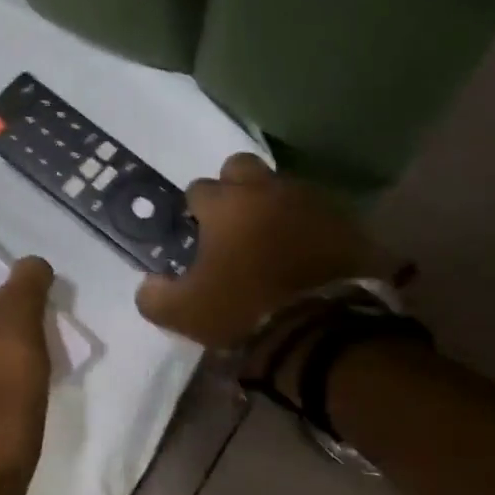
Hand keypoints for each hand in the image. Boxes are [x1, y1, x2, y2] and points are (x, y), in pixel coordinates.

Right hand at [137, 154, 392, 348]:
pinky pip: (317, 212)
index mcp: (224, 205)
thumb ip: (155, 295)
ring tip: (272, 241)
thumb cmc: (244, 310)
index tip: (198, 237)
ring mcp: (309, 200)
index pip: (198, 189)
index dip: (195, 212)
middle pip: (240, 167)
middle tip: (233, 223)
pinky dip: (307, 225)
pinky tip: (305, 252)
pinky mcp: (343, 220)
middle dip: (233, 187)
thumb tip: (150, 283)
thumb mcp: (183, 314)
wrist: (322, 327)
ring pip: (281, 186)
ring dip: (271, 205)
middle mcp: (265, 190)